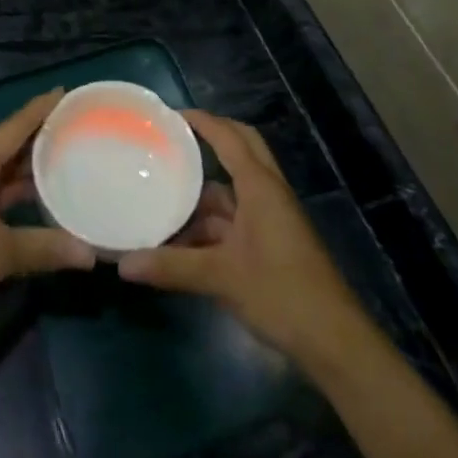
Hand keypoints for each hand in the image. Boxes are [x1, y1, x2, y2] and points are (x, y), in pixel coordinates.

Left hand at [0, 91, 94, 341]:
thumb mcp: (0, 255)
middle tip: (73, 125)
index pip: (11, 129)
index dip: (37, 110)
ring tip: (64, 156)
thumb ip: (46, 247)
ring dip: (26, 166)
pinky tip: (38, 196)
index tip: (63, 91)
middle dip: (36, 136)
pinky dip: (13, 190)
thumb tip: (91, 253)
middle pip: (4, 146)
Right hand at [119, 111, 365, 367]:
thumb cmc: (281, 294)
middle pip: (241, 149)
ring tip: (164, 194)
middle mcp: (268, 193)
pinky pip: (237, 218)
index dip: (202, 121)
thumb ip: (172, 267)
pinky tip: (182, 240)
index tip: (169, 114)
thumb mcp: (222, 278)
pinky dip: (211, 222)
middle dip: (211, 138)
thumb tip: (122, 263)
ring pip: (235, 190)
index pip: (229, 137)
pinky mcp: (272, 243)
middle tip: (173, 139)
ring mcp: (272, 219)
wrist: (335, 343)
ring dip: (204, 192)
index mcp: (260, 186)